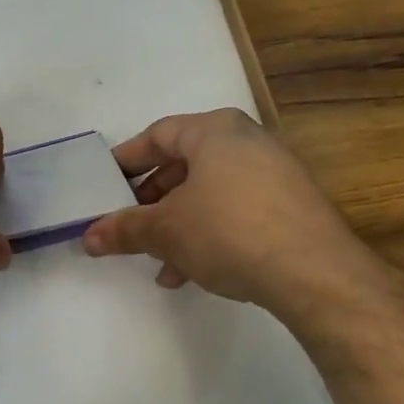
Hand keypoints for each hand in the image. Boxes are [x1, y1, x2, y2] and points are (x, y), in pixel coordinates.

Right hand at [82, 109, 384, 311]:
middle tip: (129, 226)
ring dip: (177, 226)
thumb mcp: (166, 231)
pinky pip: (235, 211)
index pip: (157, 135)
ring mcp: (274, 174)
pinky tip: (192, 272)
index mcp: (214, 131)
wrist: (314, 272)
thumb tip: (89, 237)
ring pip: (208, 194)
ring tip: (158, 262)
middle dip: (151, 201)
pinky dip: (208, 234)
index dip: (125, 160)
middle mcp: (247, 142)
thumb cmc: (228, 231)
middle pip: (183, 166)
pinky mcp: (290, 207)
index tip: (103, 184)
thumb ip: (125, 229)